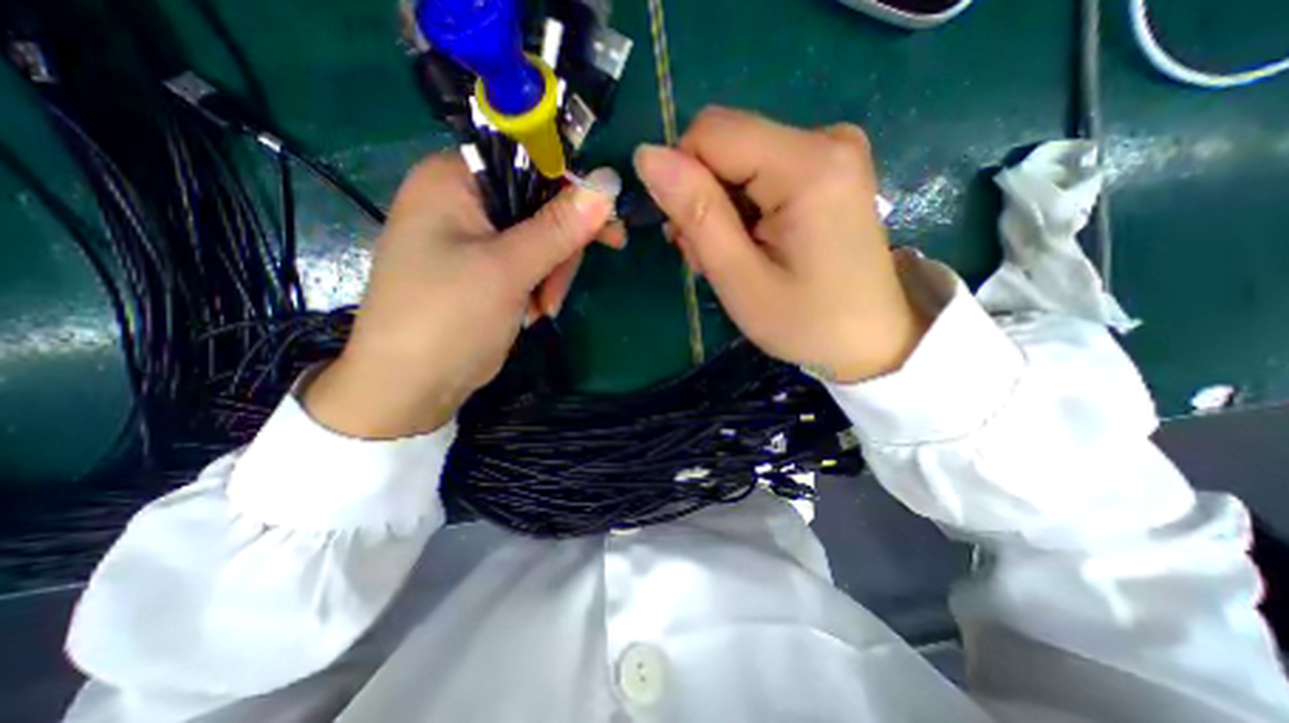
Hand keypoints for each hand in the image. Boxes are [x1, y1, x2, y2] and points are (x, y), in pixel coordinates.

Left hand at [304, 149, 618, 438]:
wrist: (412, 386)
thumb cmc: (447, 318)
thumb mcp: (506, 270)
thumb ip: (558, 228)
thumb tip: (608, 186)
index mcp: (454, 181)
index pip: (528, 161)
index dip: (572, 190)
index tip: (608, 225)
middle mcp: (464, 202)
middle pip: (540, 205)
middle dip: (561, 249)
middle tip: (565, 285)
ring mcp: (476, 239)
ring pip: (542, 239)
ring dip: (552, 275)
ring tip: (541, 310)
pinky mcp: (487, 270)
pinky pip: (532, 264)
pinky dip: (541, 287)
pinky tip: (532, 312)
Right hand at [634, 109, 926, 383]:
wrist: (871, 340)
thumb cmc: (805, 321)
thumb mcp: (739, 278)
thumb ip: (696, 212)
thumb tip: (647, 155)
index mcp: (808, 164)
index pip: (710, 133)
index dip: (683, 179)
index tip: (688, 235)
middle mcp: (825, 138)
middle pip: (726, 144)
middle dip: (703, 198)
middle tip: (709, 256)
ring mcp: (832, 151)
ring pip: (738, 160)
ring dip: (720, 208)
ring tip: (732, 258)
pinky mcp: (829, 169)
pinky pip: (762, 171)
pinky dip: (744, 208)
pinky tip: (752, 244)